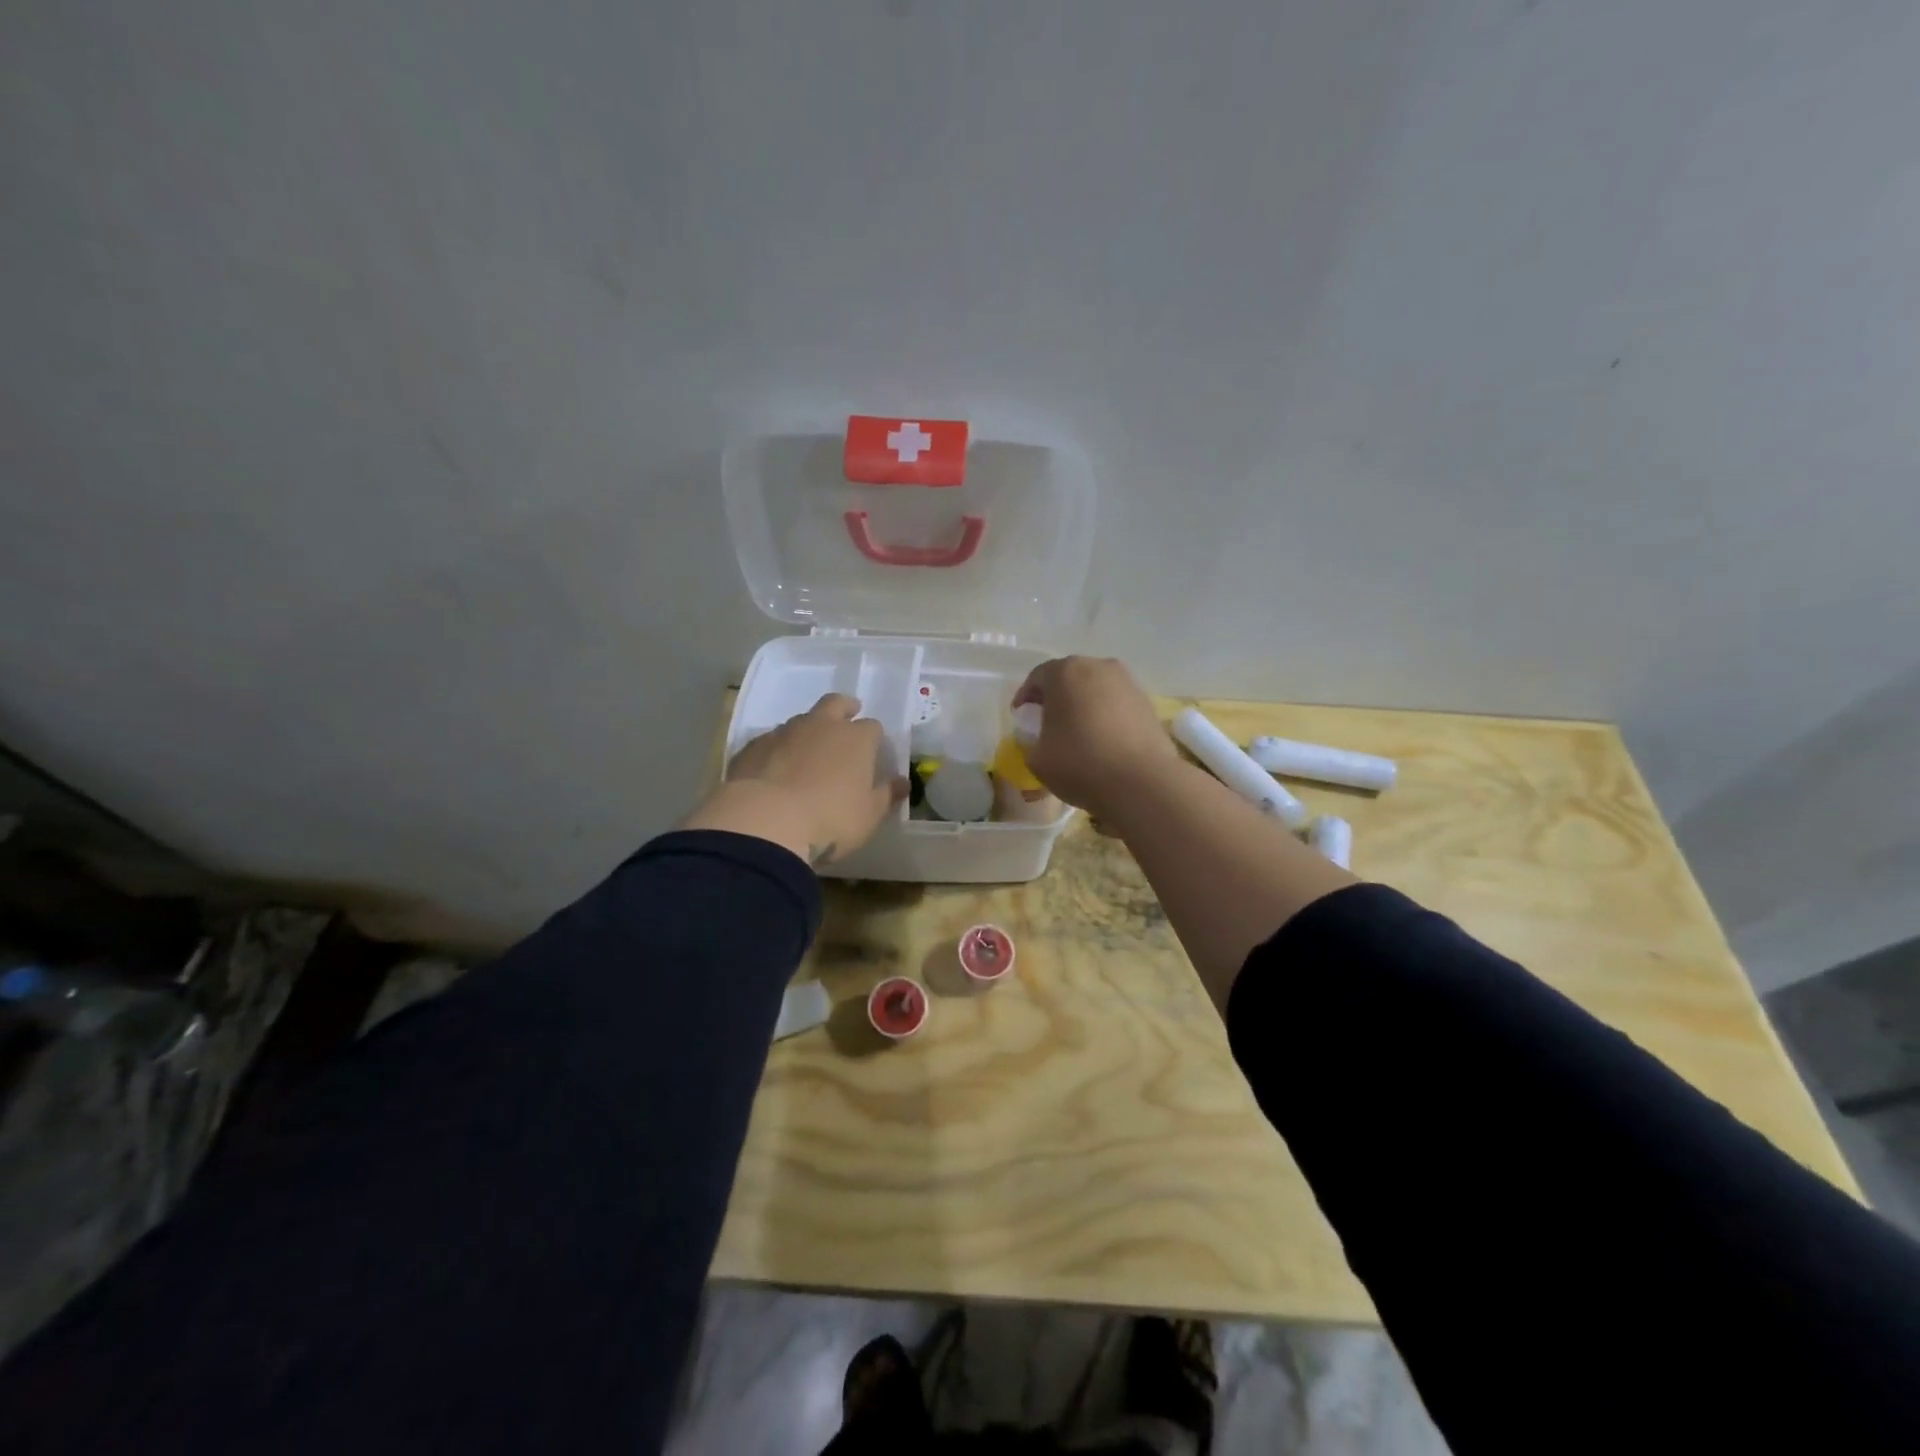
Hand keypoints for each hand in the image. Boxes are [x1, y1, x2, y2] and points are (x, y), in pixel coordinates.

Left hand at [681, 694, 904, 865]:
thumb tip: (902, 782)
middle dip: (843, 708)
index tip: (872, 750)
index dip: (873, 738)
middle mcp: (821, 726)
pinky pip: (771, 741)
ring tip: (807, 753)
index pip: (872, 727)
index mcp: (856, 739)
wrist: (764, 823)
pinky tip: (774, 769)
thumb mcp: (868, 816)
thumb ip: (886, 795)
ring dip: (808, 731)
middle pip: (835, 704)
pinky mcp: (752, 747)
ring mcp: (784, 733)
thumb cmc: (830, 820)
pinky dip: (778, 750)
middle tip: (846, 718)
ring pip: (801, 720)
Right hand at [1011, 657, 1178, 820]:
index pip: (1037, 678)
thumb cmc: (1080, 763)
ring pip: (1095, 689)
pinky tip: (1103, 740)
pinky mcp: (1147, 702)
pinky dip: (1105, 715)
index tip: (1022, 717)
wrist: (1142, 782)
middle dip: (1056, 698)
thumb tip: (1041, 740)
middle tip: (1047, 722)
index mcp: (1065, 673)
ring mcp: (1127, 682)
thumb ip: (1031, 742)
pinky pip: (1116, 703)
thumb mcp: (1037, 759)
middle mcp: (1097, 667)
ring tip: (1077, 732)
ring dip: (1083, 705)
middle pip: (1069, 678)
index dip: (1026, 698)